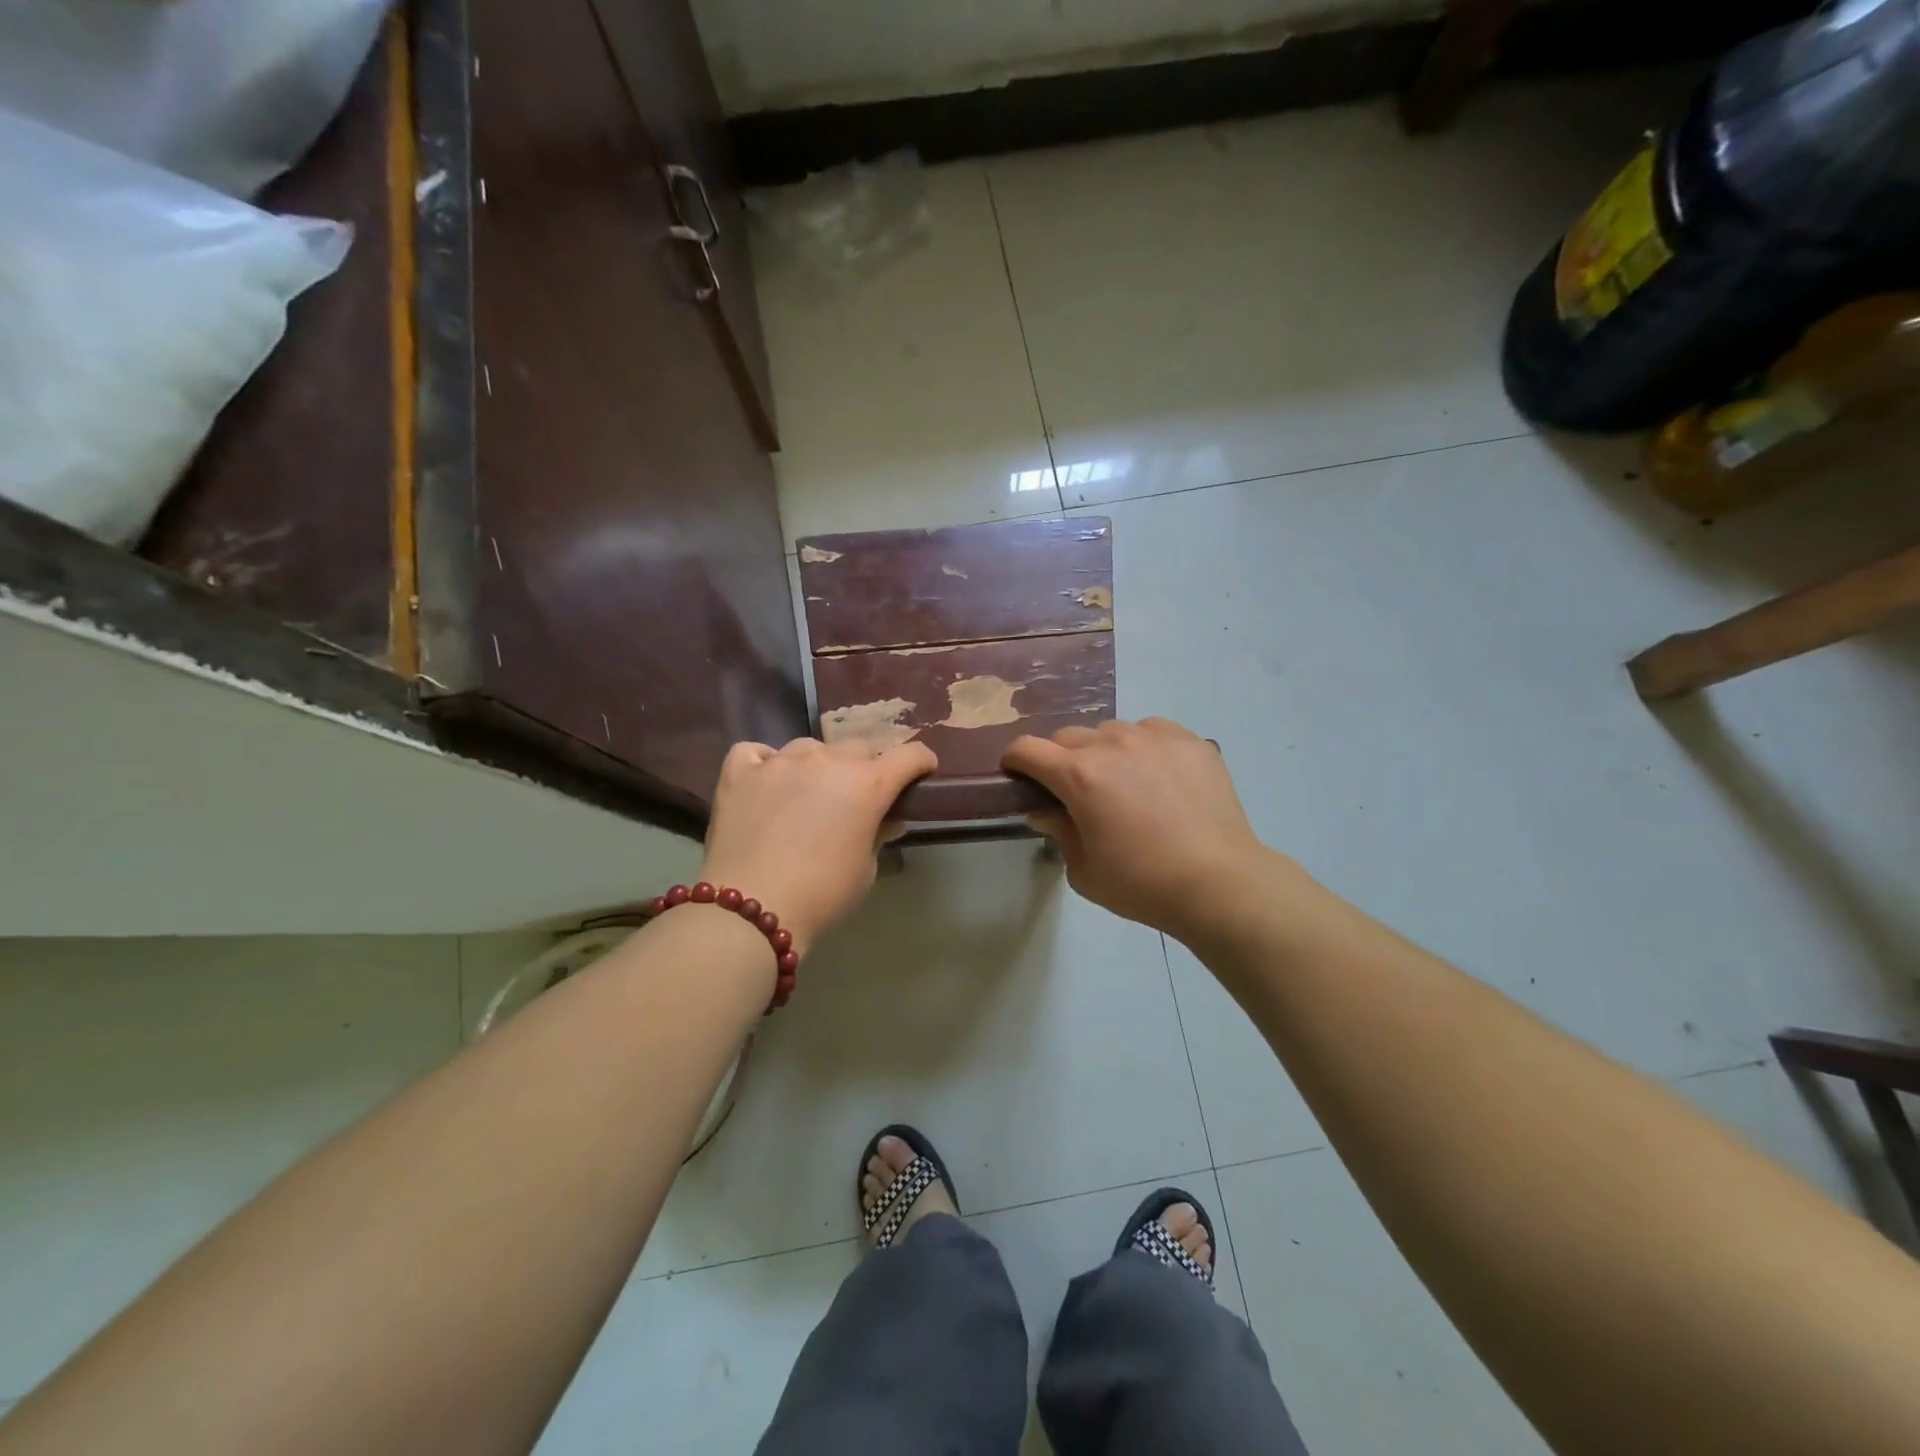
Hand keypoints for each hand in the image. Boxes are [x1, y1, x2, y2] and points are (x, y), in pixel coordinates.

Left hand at [699, 738, 937, 953]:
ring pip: (810, 747)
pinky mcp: (741, 772)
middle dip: (865, 768)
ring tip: (809, 793)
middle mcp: (827, 761)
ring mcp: (780, 762)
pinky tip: (766, 781)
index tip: (921, 774)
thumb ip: (878, 835)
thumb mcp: (865, 870)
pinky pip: (757, 752)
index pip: (909, 755)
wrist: (752, 909)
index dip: (921, 763)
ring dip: (818, 765)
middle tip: (857, 798)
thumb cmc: (822, 895)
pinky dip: (765, 762)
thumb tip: (885, 820)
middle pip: (858, 748)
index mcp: (867, 784)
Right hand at [1002, 718, 1268, 941]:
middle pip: (1067, 737)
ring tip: (1124, 784)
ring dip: (1104, 752)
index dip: (1015, 762)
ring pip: (1111, 731)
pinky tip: (1158, 778)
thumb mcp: (1084, 870)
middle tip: (1076, 791)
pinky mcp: (1189, 740)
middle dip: (1060, 760)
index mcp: (1079, 775)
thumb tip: (1046, 810)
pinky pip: (1151, 731)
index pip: (1027, 749)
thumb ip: (1058, 831)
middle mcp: (1112, 744)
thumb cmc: (1142, 884)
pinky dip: (1143, 747)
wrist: (1220, 883)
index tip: (1020, 778)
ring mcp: (1154, 737)